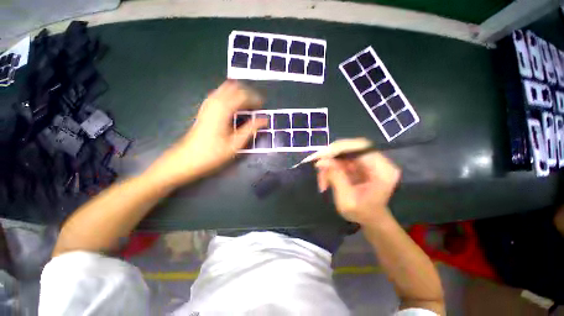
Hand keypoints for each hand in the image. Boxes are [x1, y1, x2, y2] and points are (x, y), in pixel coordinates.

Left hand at [146, 80, 265, 187]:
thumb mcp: (235, 143)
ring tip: (248, 104)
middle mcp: (214, 102)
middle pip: (234, 87)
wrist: (187, 159)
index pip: (243, 95)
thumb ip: (251, 129)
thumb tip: (264, 120)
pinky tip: (234, 106)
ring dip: (238, 93)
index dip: (255, 98)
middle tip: (256, 104)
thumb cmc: (213, 153)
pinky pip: (219, 94)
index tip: (263, 106)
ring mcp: (208, 104)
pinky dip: (230, 96)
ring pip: (225, 88)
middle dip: (247, 93)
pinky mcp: (205, 108)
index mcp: (223, 109)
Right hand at [314, 138, 400, 225]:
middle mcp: (378, 161)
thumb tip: (321, 161)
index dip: (340, 148)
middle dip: (331, 156)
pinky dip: (331, 168)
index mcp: (383, 170)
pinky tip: (326, 179)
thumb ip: (335, 178)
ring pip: (343, 153)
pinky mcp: (359, 164)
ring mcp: (368, 161)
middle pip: (351, 147)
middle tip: (317, 166)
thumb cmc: (362, 214)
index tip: (321, 156)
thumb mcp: (347, 200)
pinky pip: (341, 160)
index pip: (361, 147)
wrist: (370, 219)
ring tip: (322, 180)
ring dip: (329, 165)